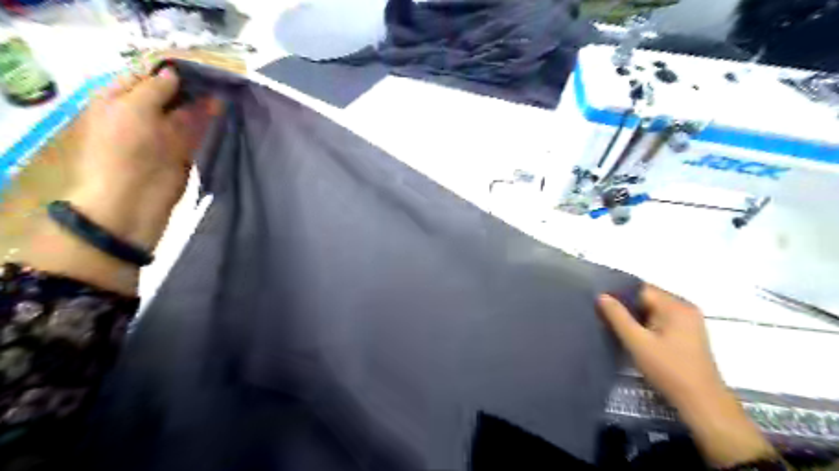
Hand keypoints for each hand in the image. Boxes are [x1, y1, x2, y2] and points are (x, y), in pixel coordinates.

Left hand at [67, 66, 214, 249]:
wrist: (134, 199)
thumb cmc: (124, 150)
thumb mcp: (132, 109)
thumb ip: (154, 88)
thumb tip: (174, 73)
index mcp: (118, 99)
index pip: (144, 75)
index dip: (168, 68)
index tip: (195, 63)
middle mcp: (141, 113)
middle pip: (168, 93)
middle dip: (189, 84)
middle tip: (215, 75)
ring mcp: (164, 133)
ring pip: (185, 111)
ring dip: (202, 101)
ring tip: (224, 88)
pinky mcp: (183, 150)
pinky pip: (196, 130)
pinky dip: (208, 119)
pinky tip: (223, 108)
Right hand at [596, 283, 720, 407]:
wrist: (703, 403)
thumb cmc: (669, 370)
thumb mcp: (637, 343)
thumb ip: (618, 317)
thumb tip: (601, 296)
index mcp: (675, 306)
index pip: (640, 289)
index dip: (619, 294)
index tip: (599, 303)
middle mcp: (685, 308)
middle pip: (647, 298)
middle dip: (625, 306)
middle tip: (603, 315)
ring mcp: (688, 321)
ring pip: (652, 309)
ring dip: (634, 316)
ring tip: (614, 325)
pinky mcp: (688, 334)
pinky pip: (660, 319)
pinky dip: (645, 324)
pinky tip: (633, 335)